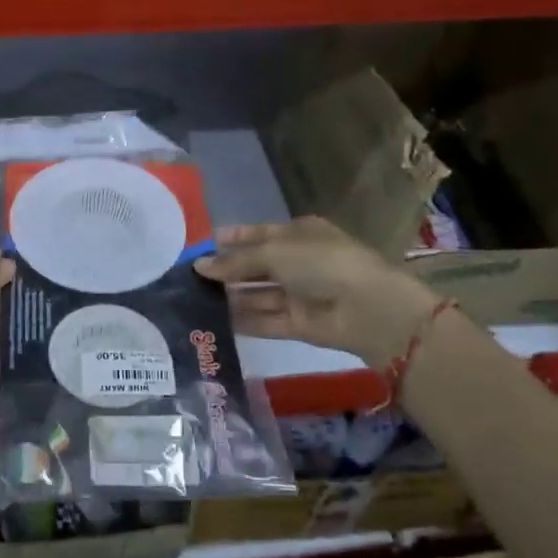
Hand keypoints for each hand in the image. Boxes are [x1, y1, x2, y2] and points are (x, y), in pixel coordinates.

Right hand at [196, 217, 438, 364]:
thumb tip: (199, 265)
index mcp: (299, 234)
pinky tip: (213, 322)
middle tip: (189, 278)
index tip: (204, 245)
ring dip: (231, 297)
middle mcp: (299, 262)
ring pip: (258, 295)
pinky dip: (243, 321)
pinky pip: (265, 320)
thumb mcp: (274, 252)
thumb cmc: (321, 263)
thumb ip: (236, 261)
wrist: (367, 308)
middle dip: (227, 271)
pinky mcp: (298, 324)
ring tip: (193, 301)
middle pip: (256, 266)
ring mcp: (300, 294)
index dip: (233, 238)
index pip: (260, 234)